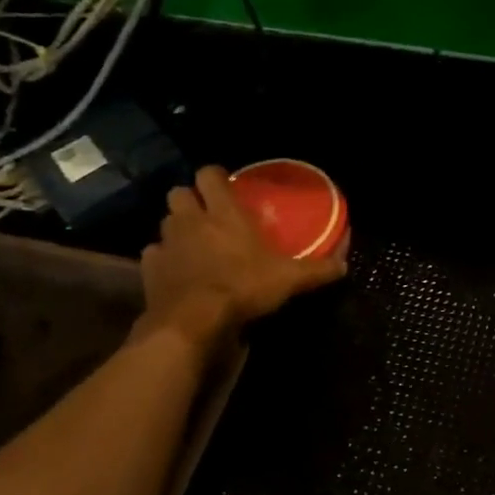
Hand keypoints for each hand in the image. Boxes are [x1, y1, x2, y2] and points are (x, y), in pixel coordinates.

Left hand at [138, 165, 346, 332]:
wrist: (194, 321)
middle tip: (207, 215)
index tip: (225, 186)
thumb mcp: (288, 279)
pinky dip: (163, 259)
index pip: (209, 174)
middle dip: (190, 199)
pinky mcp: (149, 267)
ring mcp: (167, 242)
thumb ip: (316, 270)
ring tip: (192, 244)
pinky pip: (154, 253)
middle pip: (179, 192)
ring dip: (177, 228)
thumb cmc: (244, 287)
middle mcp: (191, 219)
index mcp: (224, 212)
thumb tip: (344, 265)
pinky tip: (176, 272)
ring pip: (165, 221)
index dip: (215, 177)